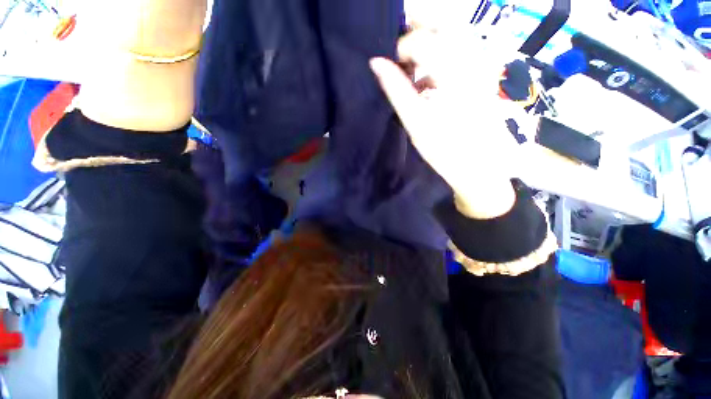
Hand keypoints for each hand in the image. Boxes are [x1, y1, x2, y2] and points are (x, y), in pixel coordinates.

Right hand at [370, 28, 519, 217]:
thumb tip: (376, 63)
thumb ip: (396, 89)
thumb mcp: (415, 121)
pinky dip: (441, 56)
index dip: (400, 49)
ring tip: (412, 65)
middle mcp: (471, 60)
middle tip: (399, 50)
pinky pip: (461, 51)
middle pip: (444, 23)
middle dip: (417, 28)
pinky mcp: (483, 75)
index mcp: (452, 72)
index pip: (422, 40)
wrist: (479, 167)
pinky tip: (428, 81)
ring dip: (429, 41)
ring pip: (454, 34)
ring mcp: (481, 65)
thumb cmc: (445, 150)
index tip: (390, 68)